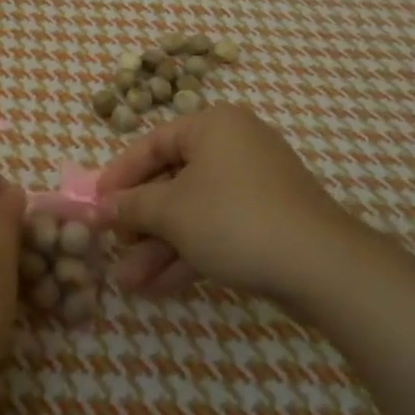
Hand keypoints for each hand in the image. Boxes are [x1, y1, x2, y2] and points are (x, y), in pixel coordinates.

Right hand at [98, 104, 359, 301]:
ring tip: (127, 283)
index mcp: (213, 126)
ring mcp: (255, 185)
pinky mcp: (268, 221)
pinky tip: (159, 288)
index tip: (94, 203)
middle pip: (172, 181)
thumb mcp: (171, 211)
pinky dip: (189, 254)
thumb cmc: (233, 219)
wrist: (321, 266)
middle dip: (140, 224)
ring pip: (193, 212)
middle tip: (112, 249)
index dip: (119, 175)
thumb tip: (101, 207)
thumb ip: (132, 206)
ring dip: (159, 248)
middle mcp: (235, 147)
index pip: (152, 143)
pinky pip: (217, 229)